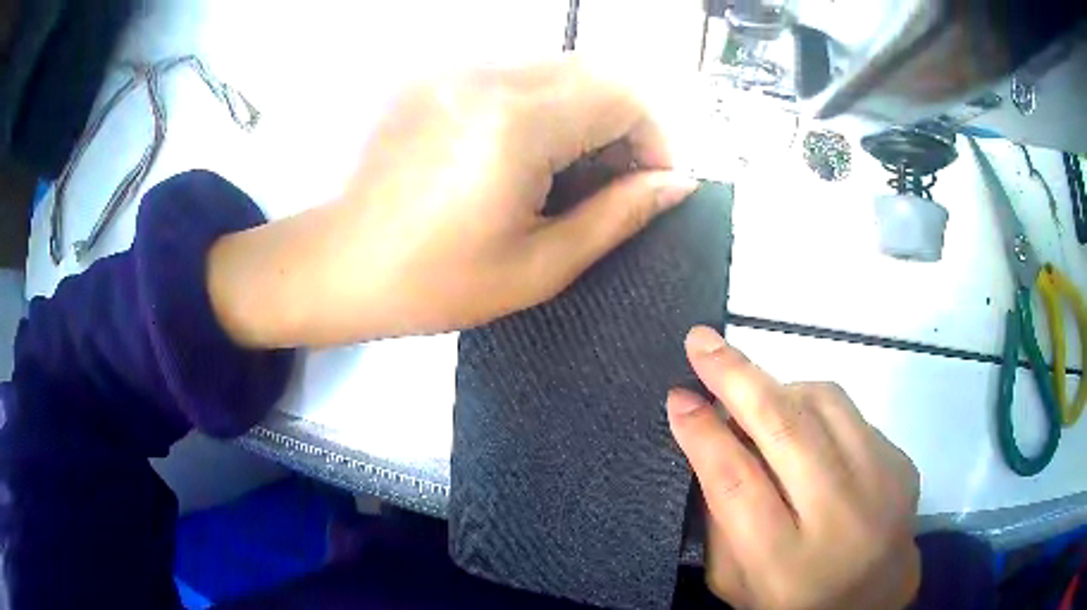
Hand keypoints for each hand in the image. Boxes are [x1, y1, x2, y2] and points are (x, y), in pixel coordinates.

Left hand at [209, 57, 696, 347]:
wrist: (339, 266)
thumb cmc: (434, 282)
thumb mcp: (539, 266)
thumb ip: (619, 216)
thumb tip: (677, 184)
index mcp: (515, 124)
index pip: (623, 96)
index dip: (654, 138)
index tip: (651, 184)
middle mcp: (486, 76)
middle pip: (594, 73)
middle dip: (624, 124)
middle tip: (615, 181)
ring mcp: (455, 69)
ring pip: (558, 70)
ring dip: (585, 113)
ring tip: (571, 172)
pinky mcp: (436, 76)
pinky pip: (516, 75)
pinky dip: (544, 106)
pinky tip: (528, 152)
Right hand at [667, 327, 920, 608]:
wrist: (875, 600)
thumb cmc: (793, 601)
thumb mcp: (735, 581)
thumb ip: (719, 521)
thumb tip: (711, 442)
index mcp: (784, 563)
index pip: (737, 483)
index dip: (704, 434)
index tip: (677, 396)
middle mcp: (841, 517)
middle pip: (785, 429)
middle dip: (735, 377)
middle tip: (700, 342)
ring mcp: (881, 484)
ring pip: (824, 403)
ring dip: (778, 385)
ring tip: (752, 392)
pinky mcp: (901, 462)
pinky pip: (851, 413)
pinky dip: (815, 407)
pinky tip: (801, 425)